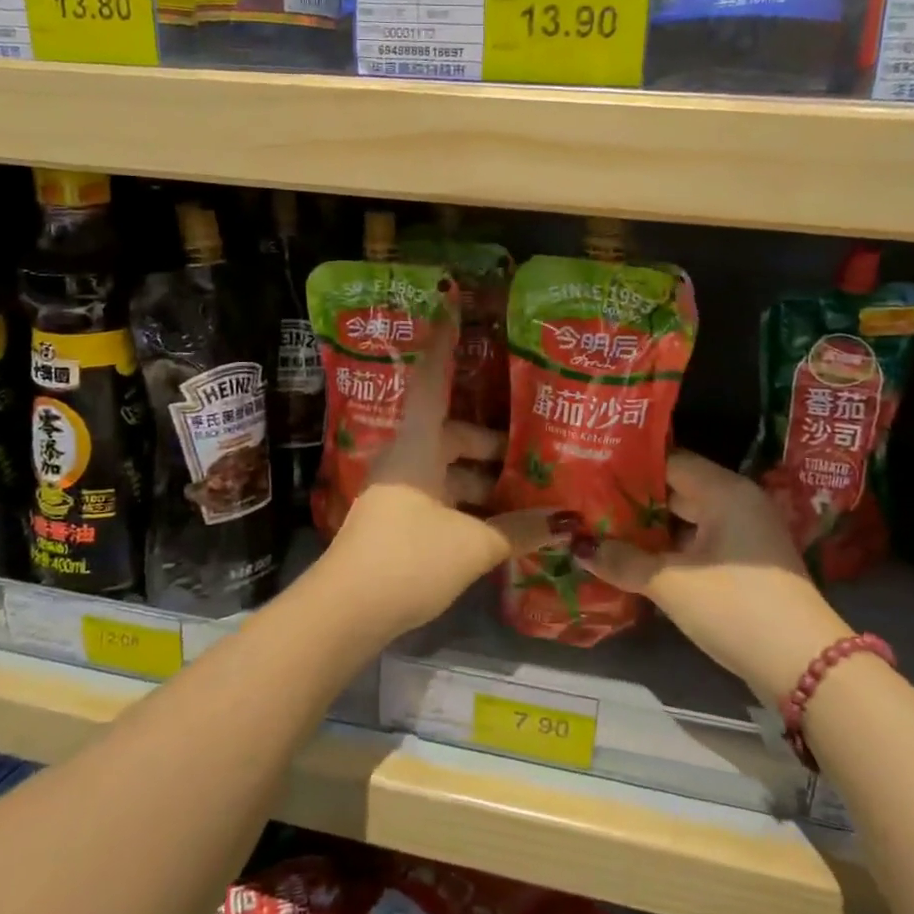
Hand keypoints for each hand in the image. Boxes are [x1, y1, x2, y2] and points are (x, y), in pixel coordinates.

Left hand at [319, 315, 577, 638]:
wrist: (345, 611)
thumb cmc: (408, 558)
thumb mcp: (472, 545)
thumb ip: (520, 531)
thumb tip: (568, 523)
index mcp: (418, 445)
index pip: (434, 381)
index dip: (445, 342)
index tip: (451, 303)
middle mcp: (406, 457)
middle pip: (452, 433)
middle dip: (491, 444)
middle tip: (533, 450)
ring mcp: (397, 489)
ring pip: (447, 469)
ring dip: (482, 479)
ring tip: (526, 492)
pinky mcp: (396, 518)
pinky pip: (439, 495)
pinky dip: (468, 502)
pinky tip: (498, 524)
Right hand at [588, 451, 849, 703]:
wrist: (806, 666)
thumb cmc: (735, 608)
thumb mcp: (672, 585)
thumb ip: (623, 561)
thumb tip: (579, 547)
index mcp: (724, 491)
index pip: (669, 462)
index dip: (629, 467)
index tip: (591, 471)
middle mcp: (737, 502)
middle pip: (677, 489)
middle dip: (634, 499)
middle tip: (589, 501)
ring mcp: (745, 534)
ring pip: (687, 519)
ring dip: (651, 528)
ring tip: (603, 529)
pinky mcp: (747, 563)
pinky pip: (700, 542)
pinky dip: (671, 548)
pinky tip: (637, 559)